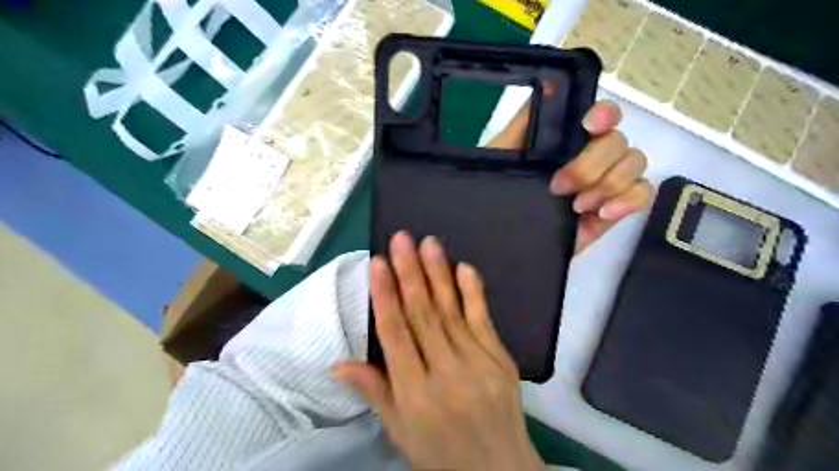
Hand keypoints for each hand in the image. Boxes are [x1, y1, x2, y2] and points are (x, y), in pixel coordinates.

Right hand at [335, 232, 543, 470]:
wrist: (499, 470)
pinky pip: (484, 320)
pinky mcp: (501, 359)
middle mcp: (445, 374)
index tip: (377, 263)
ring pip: (451, 311)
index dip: (384, 296)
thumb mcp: (399, 431)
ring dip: (438, 274)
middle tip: (401, 239)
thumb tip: (338, 364)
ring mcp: (478, 364)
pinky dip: (473, 292)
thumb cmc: (440, 452)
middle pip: (423, 315)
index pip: (395, 335)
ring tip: (428, 243)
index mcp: (414, 394)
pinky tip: (463, 267)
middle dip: (410, 273)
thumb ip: (374, 391)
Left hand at [486, 99, 654, 253]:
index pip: (602, 115)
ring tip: (577, 206)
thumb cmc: (499, 195)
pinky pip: (642, 193)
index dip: (604, 114)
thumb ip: (524, 123)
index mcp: (567, 141)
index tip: (590, 125)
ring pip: (635, 163)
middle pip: (618, 141)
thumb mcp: (502, 157)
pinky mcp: (614, 209)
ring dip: (608, 183)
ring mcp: (605, 182)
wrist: (503, 241)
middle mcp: (590, 155)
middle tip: (560, 187)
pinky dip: (629, 200)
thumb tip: (549, 82)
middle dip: (591, 164)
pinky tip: (603, 212)